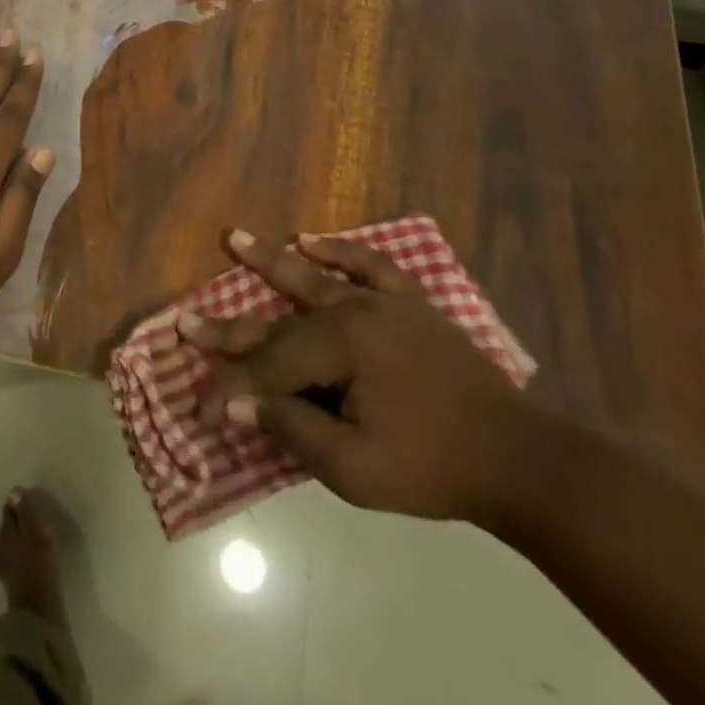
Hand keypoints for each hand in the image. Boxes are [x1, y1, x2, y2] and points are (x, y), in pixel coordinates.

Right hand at [181, 231, 550, 523]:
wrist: (519, 460)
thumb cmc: (432, 468)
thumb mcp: (354, 468)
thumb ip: (291, 430)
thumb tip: (237, 404)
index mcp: (340, 349)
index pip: (269, 369)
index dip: (231, 392)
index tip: (201, 412)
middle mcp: (353, 313)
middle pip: (278, 323)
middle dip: (228, 331)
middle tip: (184, 322)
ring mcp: (383, 303)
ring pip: (313, 279)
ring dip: (269, 261)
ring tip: (233, 236)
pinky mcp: (410, 303)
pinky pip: (369, 266)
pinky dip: (340, 252)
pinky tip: (311, 239)